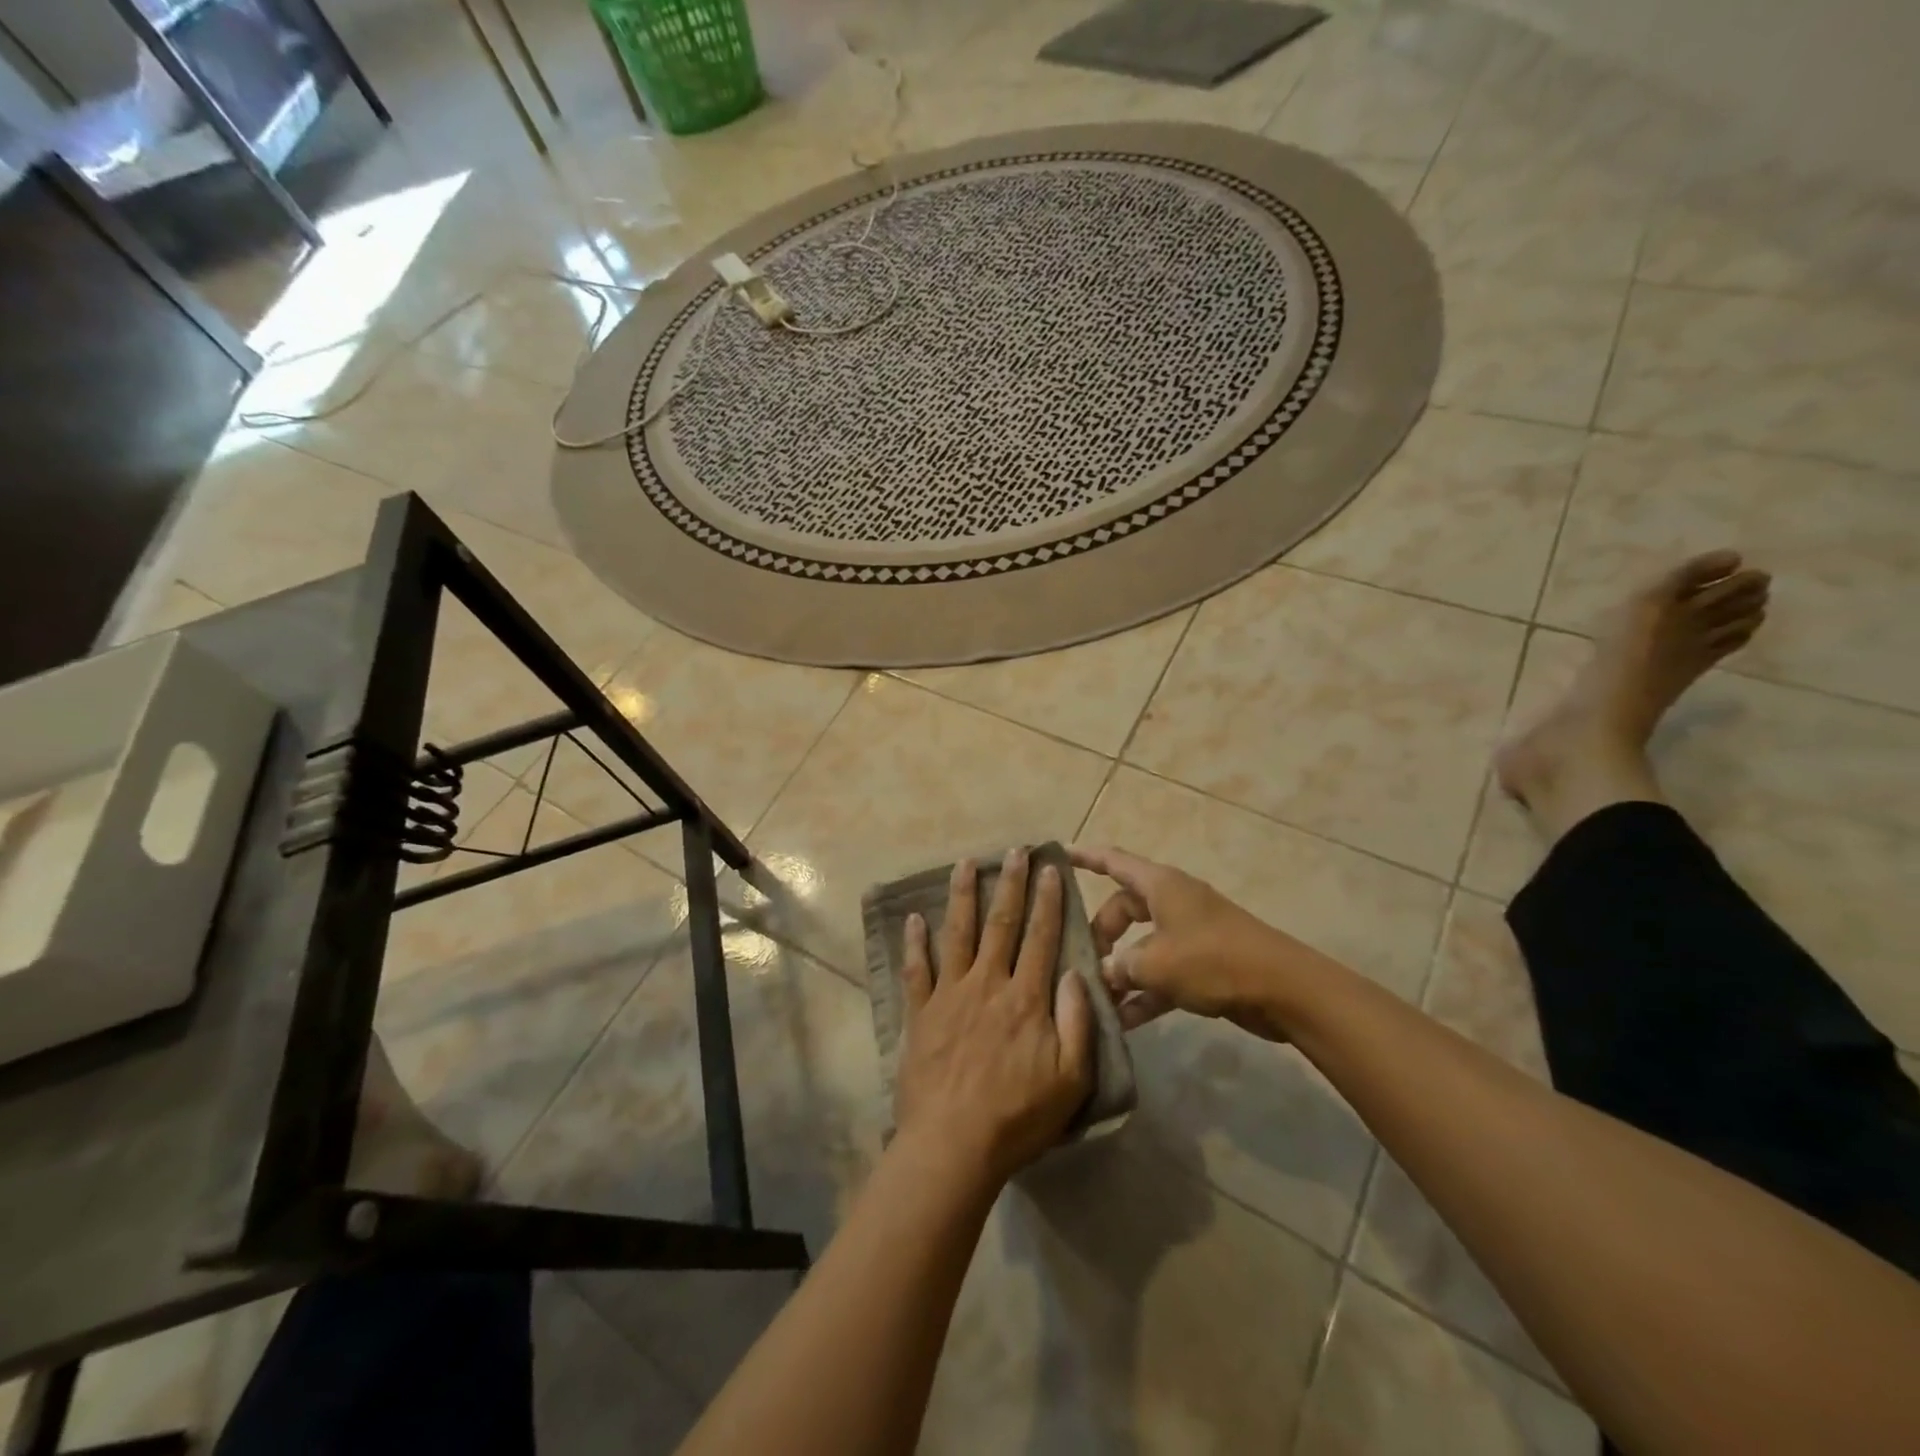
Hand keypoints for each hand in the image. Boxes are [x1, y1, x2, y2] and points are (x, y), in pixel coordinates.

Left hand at [893, 849, 1093, 1183]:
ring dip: (962, 896)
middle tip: (1014, 851)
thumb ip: (1077, 1022)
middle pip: (1001, 924)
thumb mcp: (1071, 1078)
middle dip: (1010, 884)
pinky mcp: (921, 1013)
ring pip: (957, 934)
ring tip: (965, 864)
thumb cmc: (1018, 1116)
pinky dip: (915, 942)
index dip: (1048, 901)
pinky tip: (914, 918)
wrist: (953, 1144)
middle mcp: (988, 984)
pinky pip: (916, 970)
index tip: (1050, 869)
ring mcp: (950, 995)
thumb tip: (1074, 972)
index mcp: (1026, 998)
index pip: (1041, 937)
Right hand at [1070, 845, 1299, 1039]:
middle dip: (1101, 933)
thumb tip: (1104, 973)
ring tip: (1095, 996)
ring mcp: (1188, 934)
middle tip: (1081, 961)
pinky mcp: (1202, 965)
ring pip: (1141, 945)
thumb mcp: (1156, 963)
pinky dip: (1144, 993)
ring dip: (1121, 970)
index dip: (1085, 857)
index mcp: (1160, 885)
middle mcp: (1172, 902)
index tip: (1058, 854)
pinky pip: (1162, 974)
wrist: (1282, 989)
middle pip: (1123, 908)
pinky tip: (1123, 1022)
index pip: (1113, 861)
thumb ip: (1121, 967)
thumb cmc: (1213, 960)